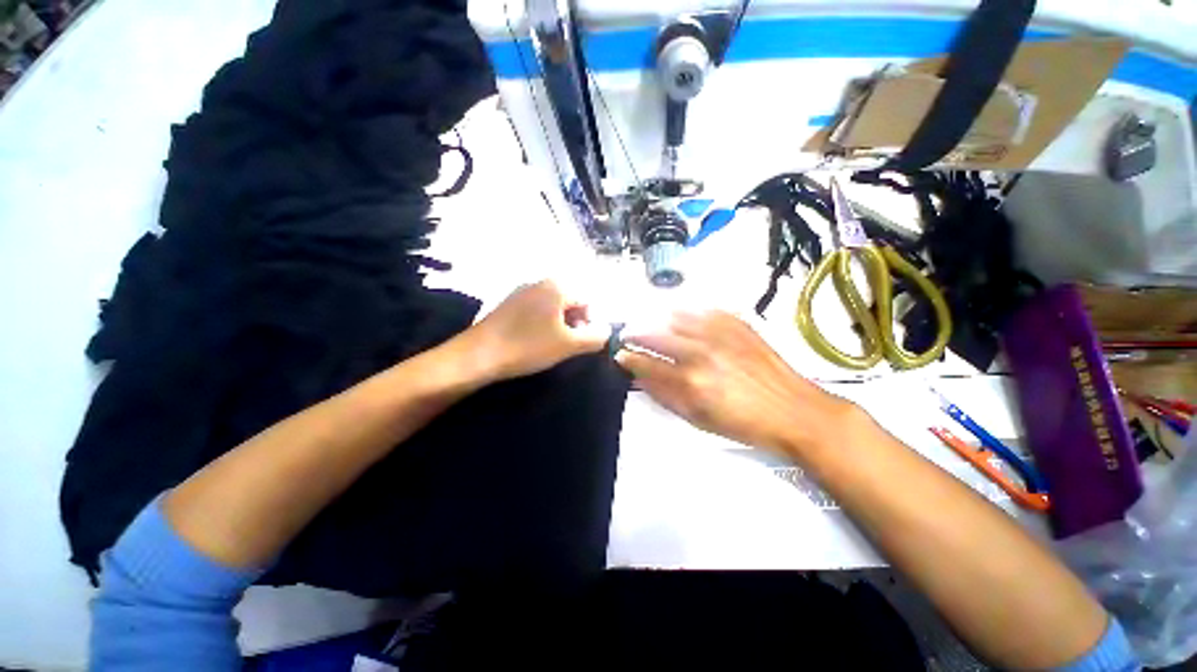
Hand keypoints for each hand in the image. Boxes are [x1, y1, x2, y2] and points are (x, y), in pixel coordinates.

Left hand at [462, 280, 609, 382]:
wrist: (478, 355)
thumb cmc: (528, 346)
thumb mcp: (568, 345)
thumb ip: (595, 337)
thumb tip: (608, 331)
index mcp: (557, 286)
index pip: (587, 302)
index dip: (588, 325)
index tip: (577, 344)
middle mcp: (540, 282)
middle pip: (570, 302)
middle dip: (573, 324)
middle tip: (564, 346)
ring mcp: (522, 291)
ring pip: (553, 308)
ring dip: (558, 326)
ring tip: (548, 345)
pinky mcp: (509, 303)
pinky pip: (537, 311)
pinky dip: (542, 324)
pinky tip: (532, 341)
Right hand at [616, 311, 858, 457]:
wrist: (794, 410)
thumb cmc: (743, 423)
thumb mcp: (697, 419)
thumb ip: (665, 396)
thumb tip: (640, 378)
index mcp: (690, 381)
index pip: (646, 362)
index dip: (629, 357)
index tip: (620, 354)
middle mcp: (701, 352)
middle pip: (656, 333)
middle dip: (635, 332)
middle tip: (628, 334)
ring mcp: (720, 333)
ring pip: (675, 315)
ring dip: (656, 317)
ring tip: (648, 320)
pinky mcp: (736, 323)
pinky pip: (702, 308)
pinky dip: (684, 309)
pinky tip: (678, 312)